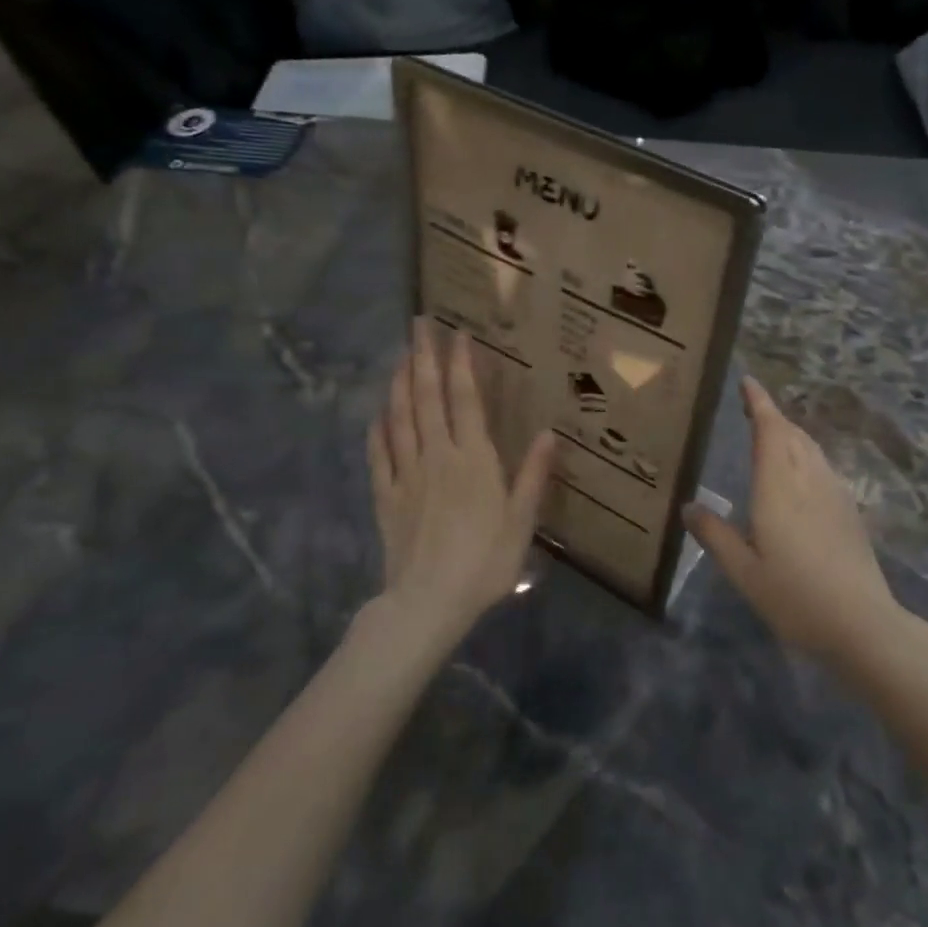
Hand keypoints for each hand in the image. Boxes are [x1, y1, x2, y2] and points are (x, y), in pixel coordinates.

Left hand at [367, 319, 556, 639]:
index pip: (466, 400)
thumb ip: (532, 475)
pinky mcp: (386, 496)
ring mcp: (407, 474)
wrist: (428, 602)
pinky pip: (379, 454)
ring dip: (399, 382)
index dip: (461, 365)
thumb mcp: (522, 522)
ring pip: (400, 417)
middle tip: (419, 324)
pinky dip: (378, 428)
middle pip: (427, 397)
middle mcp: (437, 455)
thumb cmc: (485, 562)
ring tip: (400, 355)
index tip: (459, 334)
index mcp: (473, 459)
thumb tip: (549, 432)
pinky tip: (378, 413)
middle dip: (423, 358)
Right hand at [685, 377, 903, 667]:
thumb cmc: (795, 597)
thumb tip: (688, 506)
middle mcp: (808, 479)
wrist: (863, 623)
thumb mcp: (744, 572)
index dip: (759, 402)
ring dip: (789, 432)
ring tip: (771, 432)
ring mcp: (834, 492)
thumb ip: (715, 535)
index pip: (770, 429)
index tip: (747, 381)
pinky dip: (804, 453)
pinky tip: (799, 473)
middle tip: (750, 406)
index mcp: (779, 487)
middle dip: (771, 414)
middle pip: (791, 433)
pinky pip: (822, 465)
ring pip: (810, 447)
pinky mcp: (849, 509)